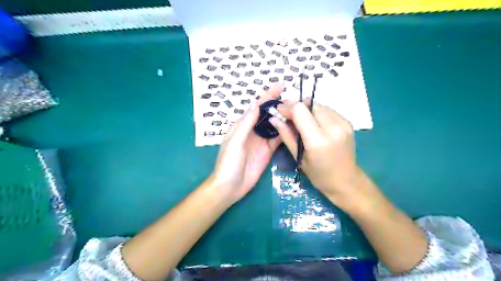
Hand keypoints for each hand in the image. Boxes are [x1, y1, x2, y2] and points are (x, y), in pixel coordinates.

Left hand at [210, 84, 283, 205]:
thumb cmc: (228, 163)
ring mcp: (261, 141)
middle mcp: (252, 131)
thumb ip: (245, 124)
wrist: (230, 186)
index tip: (280, 86)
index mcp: (242, 126)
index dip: (267, 96)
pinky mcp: (268, 151)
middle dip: (278, 105)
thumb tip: (256, 105)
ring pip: (274, 126)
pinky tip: (294, 127)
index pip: (256, 107)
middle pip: (267, 114)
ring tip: (297, 109)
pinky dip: (285, 132)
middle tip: (294, 98)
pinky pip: (278, 139)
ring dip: (283, 118)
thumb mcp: (235, 141)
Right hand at [270, 99, 363, 206]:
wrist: (346, 181)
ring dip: (307, 109)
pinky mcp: (348, 122)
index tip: (279, 110)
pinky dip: (317, 113)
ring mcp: (343, 124)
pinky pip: (328, 110)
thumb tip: (273, 118)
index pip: (300, 110)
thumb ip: (286, 135)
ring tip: (300, 119)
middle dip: (296, 107)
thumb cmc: (319, 174)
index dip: (287, 107)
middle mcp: (333, 128)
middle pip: (310, 104)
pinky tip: (314, 122)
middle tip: (288, 115)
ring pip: (319, 105)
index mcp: (317, 140)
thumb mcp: (298, 157)